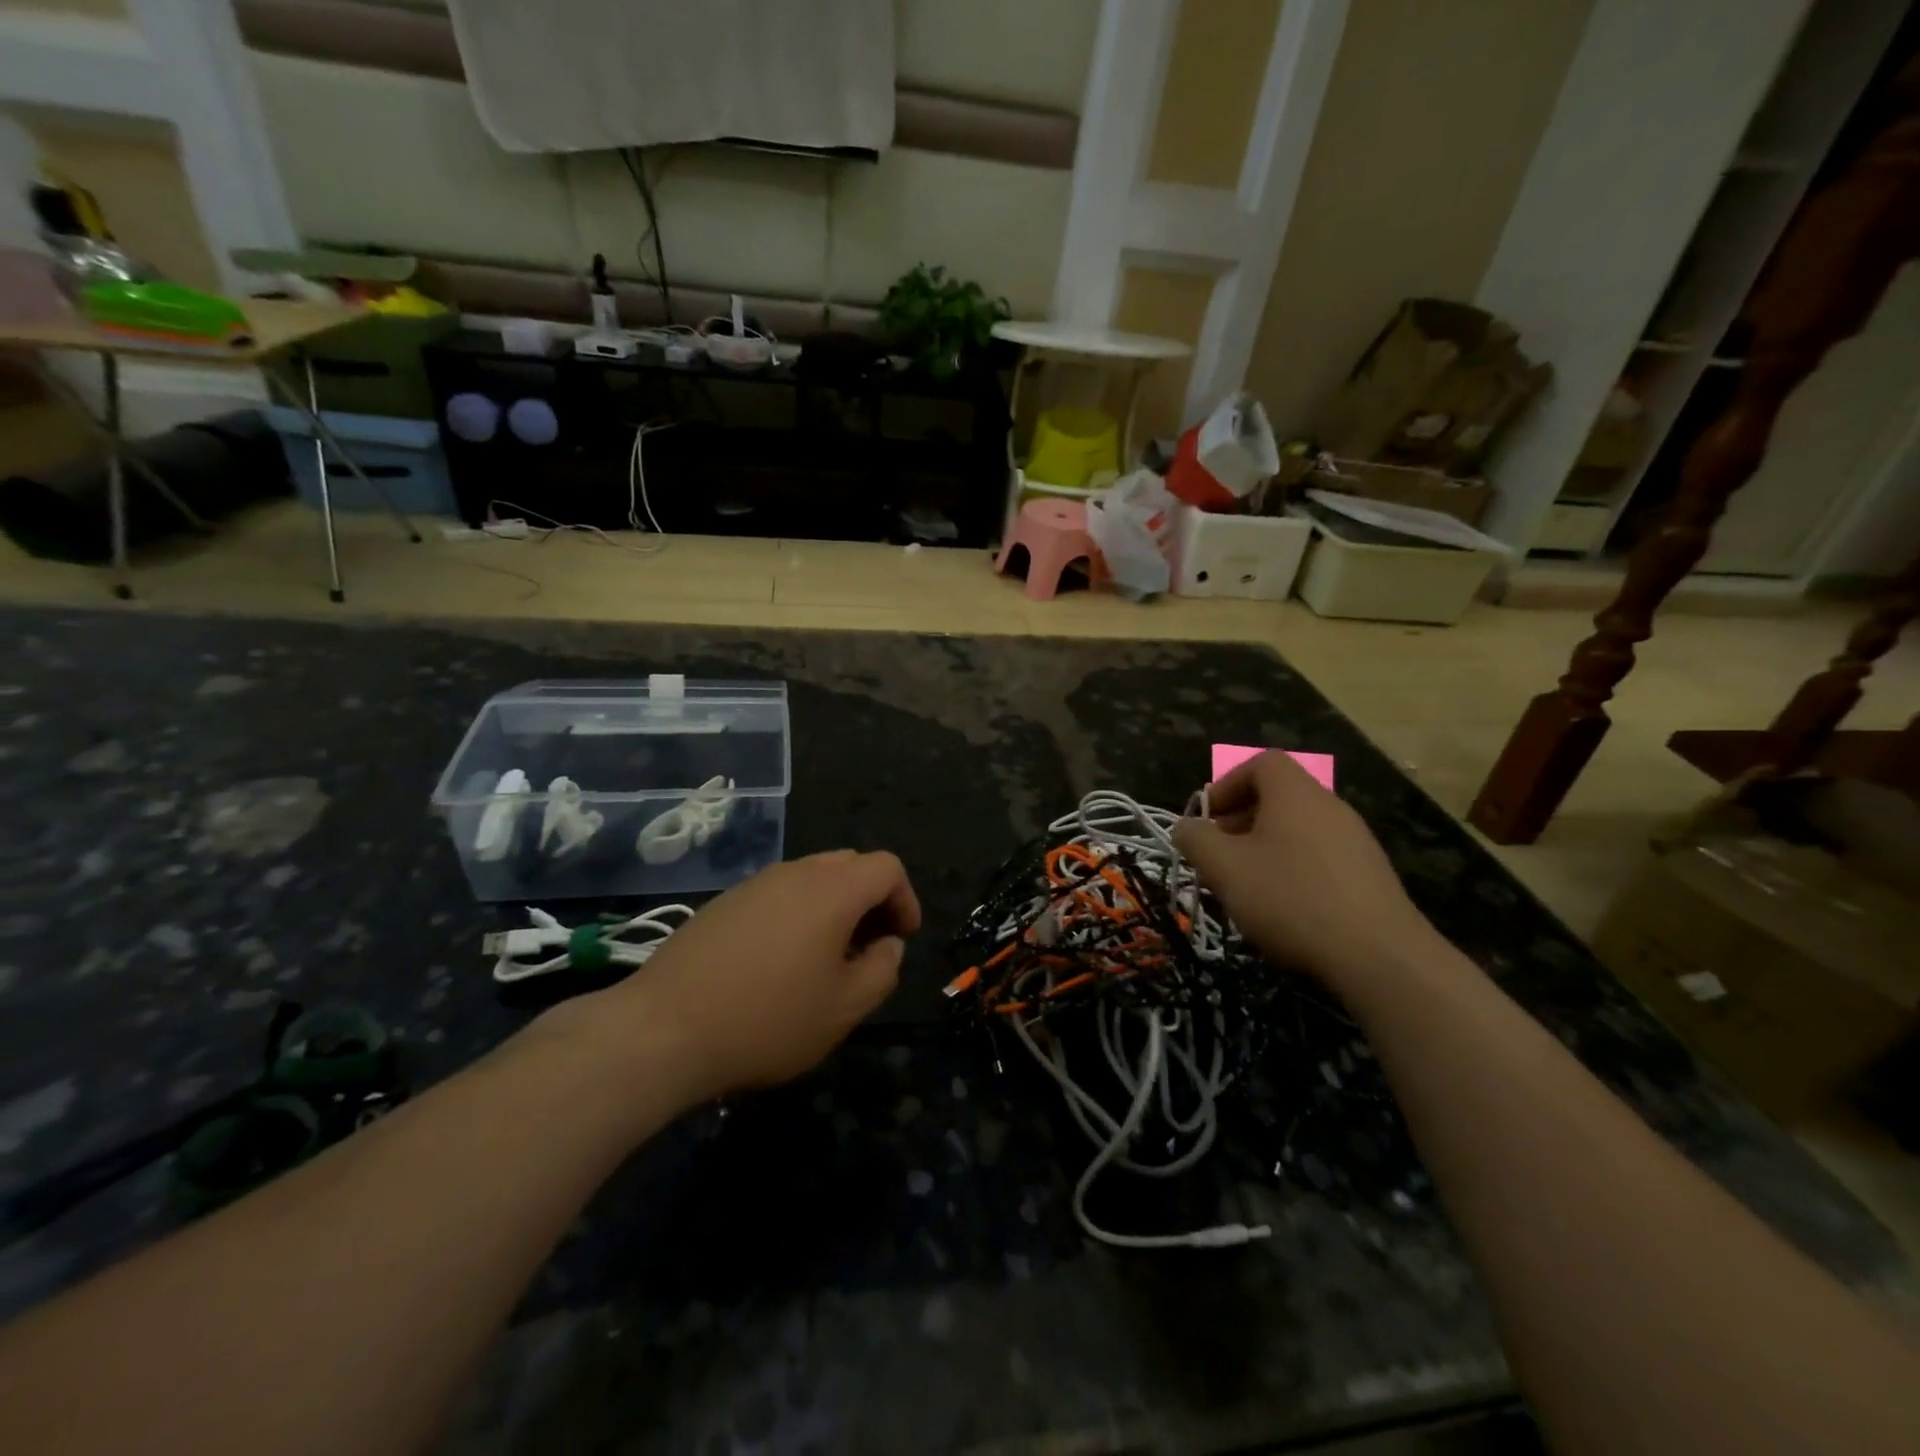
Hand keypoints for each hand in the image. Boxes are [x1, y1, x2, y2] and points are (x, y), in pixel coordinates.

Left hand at [576, 851, 921, 1103]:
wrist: (662, 1029)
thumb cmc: (767, 1019)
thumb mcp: (843, 1009)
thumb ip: (882, 970)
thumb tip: (888, 945)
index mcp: (832, 890)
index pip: (887, 867)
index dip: (905, 898)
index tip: (902, 938)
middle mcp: (795, 872)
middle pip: (850, 865)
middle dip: (872, 899)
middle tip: (870, 946)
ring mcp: (755, 883)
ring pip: (812, 877)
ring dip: (834, 906)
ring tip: (827, 957)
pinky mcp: (725, 901)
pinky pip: (778, 893)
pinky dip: (799, 912)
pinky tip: (781, 961)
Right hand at [1173, 751, 1433, 987]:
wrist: (1379, 957)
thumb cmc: (1290, 898)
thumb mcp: (1224, 868)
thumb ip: (1196, 839)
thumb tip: (1186, 827)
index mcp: (1296, 794)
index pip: (1262, 763)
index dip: (1228, 784)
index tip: (1207, 819)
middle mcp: (1330, 807)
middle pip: (1279, 797)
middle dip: (1241, 821)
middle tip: (1219, 855)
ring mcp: (1356, 841)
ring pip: (1298, 830)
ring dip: (1265, 849)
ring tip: (1246, 886)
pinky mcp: (1370, 876)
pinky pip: (1320, 858)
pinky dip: (1293, 870)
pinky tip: (1283, 909)